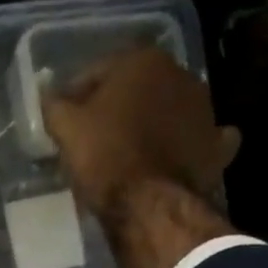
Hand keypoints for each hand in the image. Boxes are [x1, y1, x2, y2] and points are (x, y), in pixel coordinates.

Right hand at [42, 46, 240, 218]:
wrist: (151, 205)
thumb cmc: (105, 157)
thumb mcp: (66, 129)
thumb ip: (55, 105)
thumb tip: (50, 95)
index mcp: (143, 61)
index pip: (97, 72)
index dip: (75, 96)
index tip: (64, 120)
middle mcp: (181, 74)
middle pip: (136, 89)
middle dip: (116, 107)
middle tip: (93, 135)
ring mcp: (205, 110)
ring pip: (167, 111)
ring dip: (150, 123)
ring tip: (127, 151)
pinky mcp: (217, 145)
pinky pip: (197, 138)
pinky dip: (186, 144)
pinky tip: (173, 156)